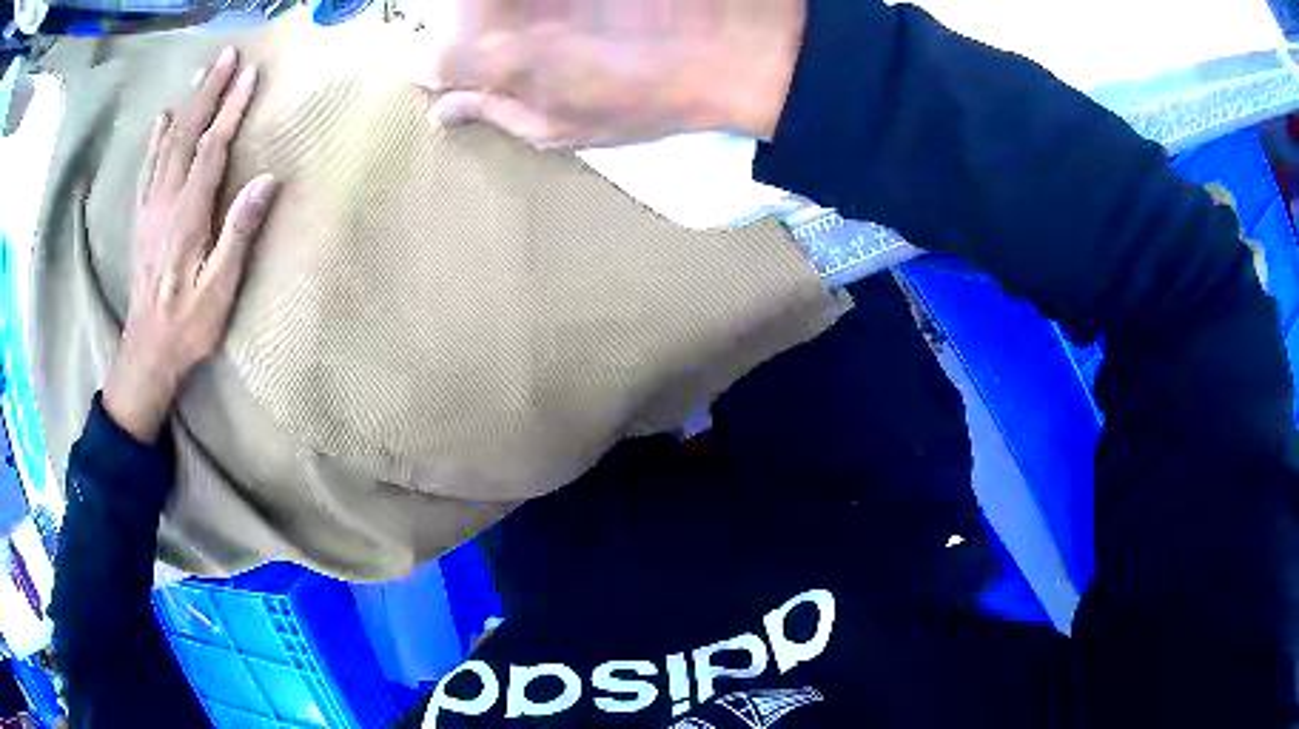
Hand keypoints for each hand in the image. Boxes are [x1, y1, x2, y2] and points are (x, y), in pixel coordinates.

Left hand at [103, 47, 278, 443]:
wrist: (146, 351)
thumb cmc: (188, 325)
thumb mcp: (220, 288)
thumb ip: (239, 231)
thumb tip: (268, 180)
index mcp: (188, 215)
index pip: (211, 149)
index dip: (231, 110)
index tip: (251, 75)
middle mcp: (165, 201)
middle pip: (186, 134)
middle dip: (208, 92)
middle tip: (227, 57)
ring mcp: (150, 207)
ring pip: (167, 144)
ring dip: (186, 105)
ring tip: (201, 75)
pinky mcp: (142, 218)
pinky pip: (147, 168)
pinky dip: (155, 139)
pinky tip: (161, 120)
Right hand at [409, 0, 804, 148]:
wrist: (727, 40)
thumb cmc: (641, 97)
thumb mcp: (557, 127)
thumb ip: (489, 113)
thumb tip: (442, 111)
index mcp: (474, 53)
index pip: (417, 60)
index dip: (439, 67)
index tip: (463, 73)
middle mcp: (483, 1)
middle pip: (439, 13)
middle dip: (462, 29)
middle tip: (516, 43)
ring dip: (498, 14)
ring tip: (551, 30)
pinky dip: (537, 6)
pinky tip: (564, 16)